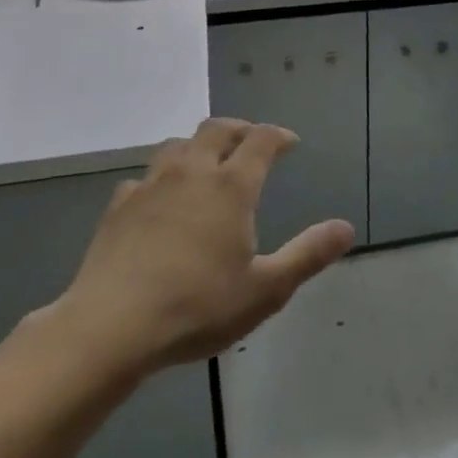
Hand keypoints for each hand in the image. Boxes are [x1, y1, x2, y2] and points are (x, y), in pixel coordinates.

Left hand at [41, 118, 355, 380]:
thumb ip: (308, 255)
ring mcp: (151, 186)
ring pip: (177, 145)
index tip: (290, 143)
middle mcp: (192, 173)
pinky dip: (161, 179)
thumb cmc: (197, 306)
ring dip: (198, 146)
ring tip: (207, 163)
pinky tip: (160, 201)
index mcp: (231, 187)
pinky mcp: (118, 207)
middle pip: (217, 129)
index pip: (261, 140)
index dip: (279, 136)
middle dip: (239, 129)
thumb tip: (346, 228)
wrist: (111, 327)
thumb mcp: (265, 289)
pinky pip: (144, 177)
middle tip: (251, 142)